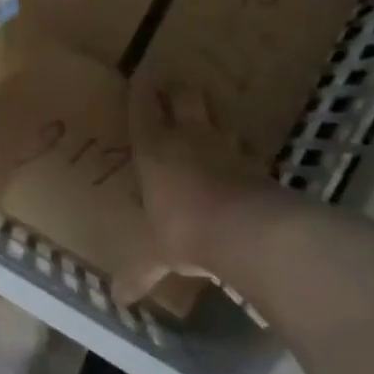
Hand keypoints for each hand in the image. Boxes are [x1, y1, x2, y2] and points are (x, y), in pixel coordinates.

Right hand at [121, 73, 266, 288]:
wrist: (249, 232)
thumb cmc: (186, 230)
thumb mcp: (157, 255)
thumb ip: (140, 272)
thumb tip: (118, 301)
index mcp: (155, 150)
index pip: (144, 109)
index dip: (141, 90)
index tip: (142, 72)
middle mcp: (189, 139)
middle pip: (186, 97)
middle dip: (178, 89)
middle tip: (173, 88)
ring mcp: (226, 148)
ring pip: (218, 115)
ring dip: (210, 111)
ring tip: (205, 113)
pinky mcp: (255, 164)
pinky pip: (242, 146)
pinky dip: (236, 146)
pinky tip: (236, 154)